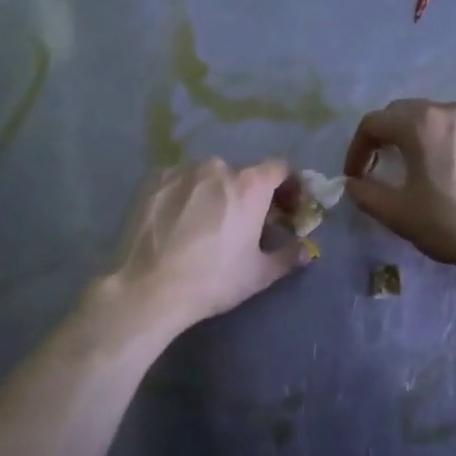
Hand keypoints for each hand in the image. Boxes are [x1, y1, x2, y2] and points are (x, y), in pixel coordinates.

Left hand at [102, 158, 307, 332]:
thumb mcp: (258, 274)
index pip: (280, 168)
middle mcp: (217, 166)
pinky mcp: (153, 179)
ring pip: (208, 177)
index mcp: (249, 185)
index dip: (289, 185)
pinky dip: (186, 194)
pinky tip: (178, 221)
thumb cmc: (212, 280)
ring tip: (206, 223)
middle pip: (242, 174)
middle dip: (249, 194)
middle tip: (244, 222)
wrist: (147, 288)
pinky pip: (180, 181)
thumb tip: (307, 251)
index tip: (287, 207)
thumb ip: (288, 256)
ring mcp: (181, 170)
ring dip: (215, 192)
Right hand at [342, 100, 455, 277]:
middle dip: (382, 137)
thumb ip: (366, 194)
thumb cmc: (454, 222)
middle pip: (401, 112)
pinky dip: (436, 140)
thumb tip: (354, 183)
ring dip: (410, 136)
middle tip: (376, 167)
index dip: (356, 149)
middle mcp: (447, 110)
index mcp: (420, 123)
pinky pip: (454, 128)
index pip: (373, 123)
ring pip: (429, 117)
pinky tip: (442, 170)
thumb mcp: (399, 214)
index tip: (354, 177)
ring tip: (408, 167)